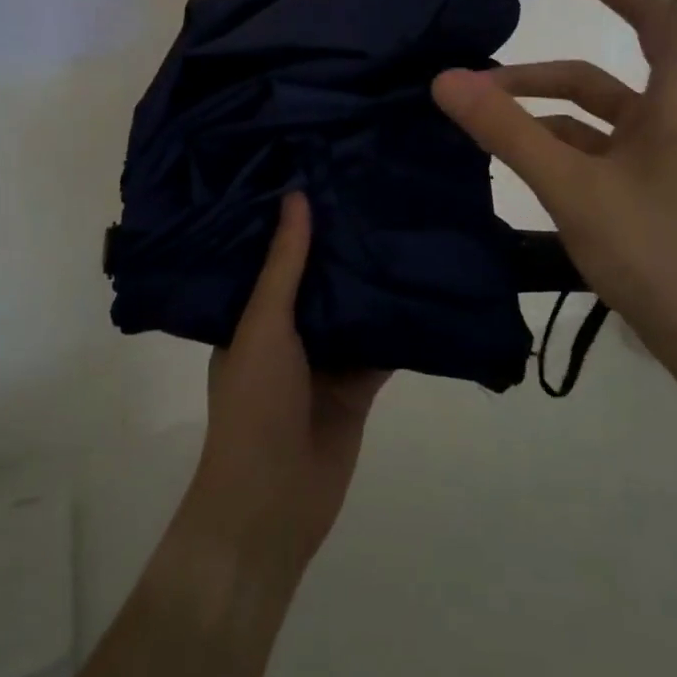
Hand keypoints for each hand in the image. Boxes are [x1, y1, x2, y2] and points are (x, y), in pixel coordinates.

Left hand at [173, 192, 388, 584]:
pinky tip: (424, 283)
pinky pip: (381, 345)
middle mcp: (287, 330)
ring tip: (399, 221)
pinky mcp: (358, 386)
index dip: (293, 219)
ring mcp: (324, 358)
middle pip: (319, 278)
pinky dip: (399, 323)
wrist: (273, 505)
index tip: (317, 171)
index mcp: (252, 313)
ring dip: (372, 280)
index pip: (273, 254)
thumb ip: (285, 265)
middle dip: (340, 244)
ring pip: (353, 308)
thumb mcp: (263, 325)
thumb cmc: (255, 404)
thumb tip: (296, 196)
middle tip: (369, 187)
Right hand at [432, 0, 676, 352]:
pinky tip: (512, 135)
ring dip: (550, 81)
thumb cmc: (661, 258)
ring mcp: (668, 139)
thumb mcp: (573, 190)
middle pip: (654, 23)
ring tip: (485, 88)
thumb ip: (507, 132)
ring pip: (609, 85)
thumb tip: (446, 80)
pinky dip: (555, 123)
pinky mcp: (651, 170)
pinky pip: (598, 128)